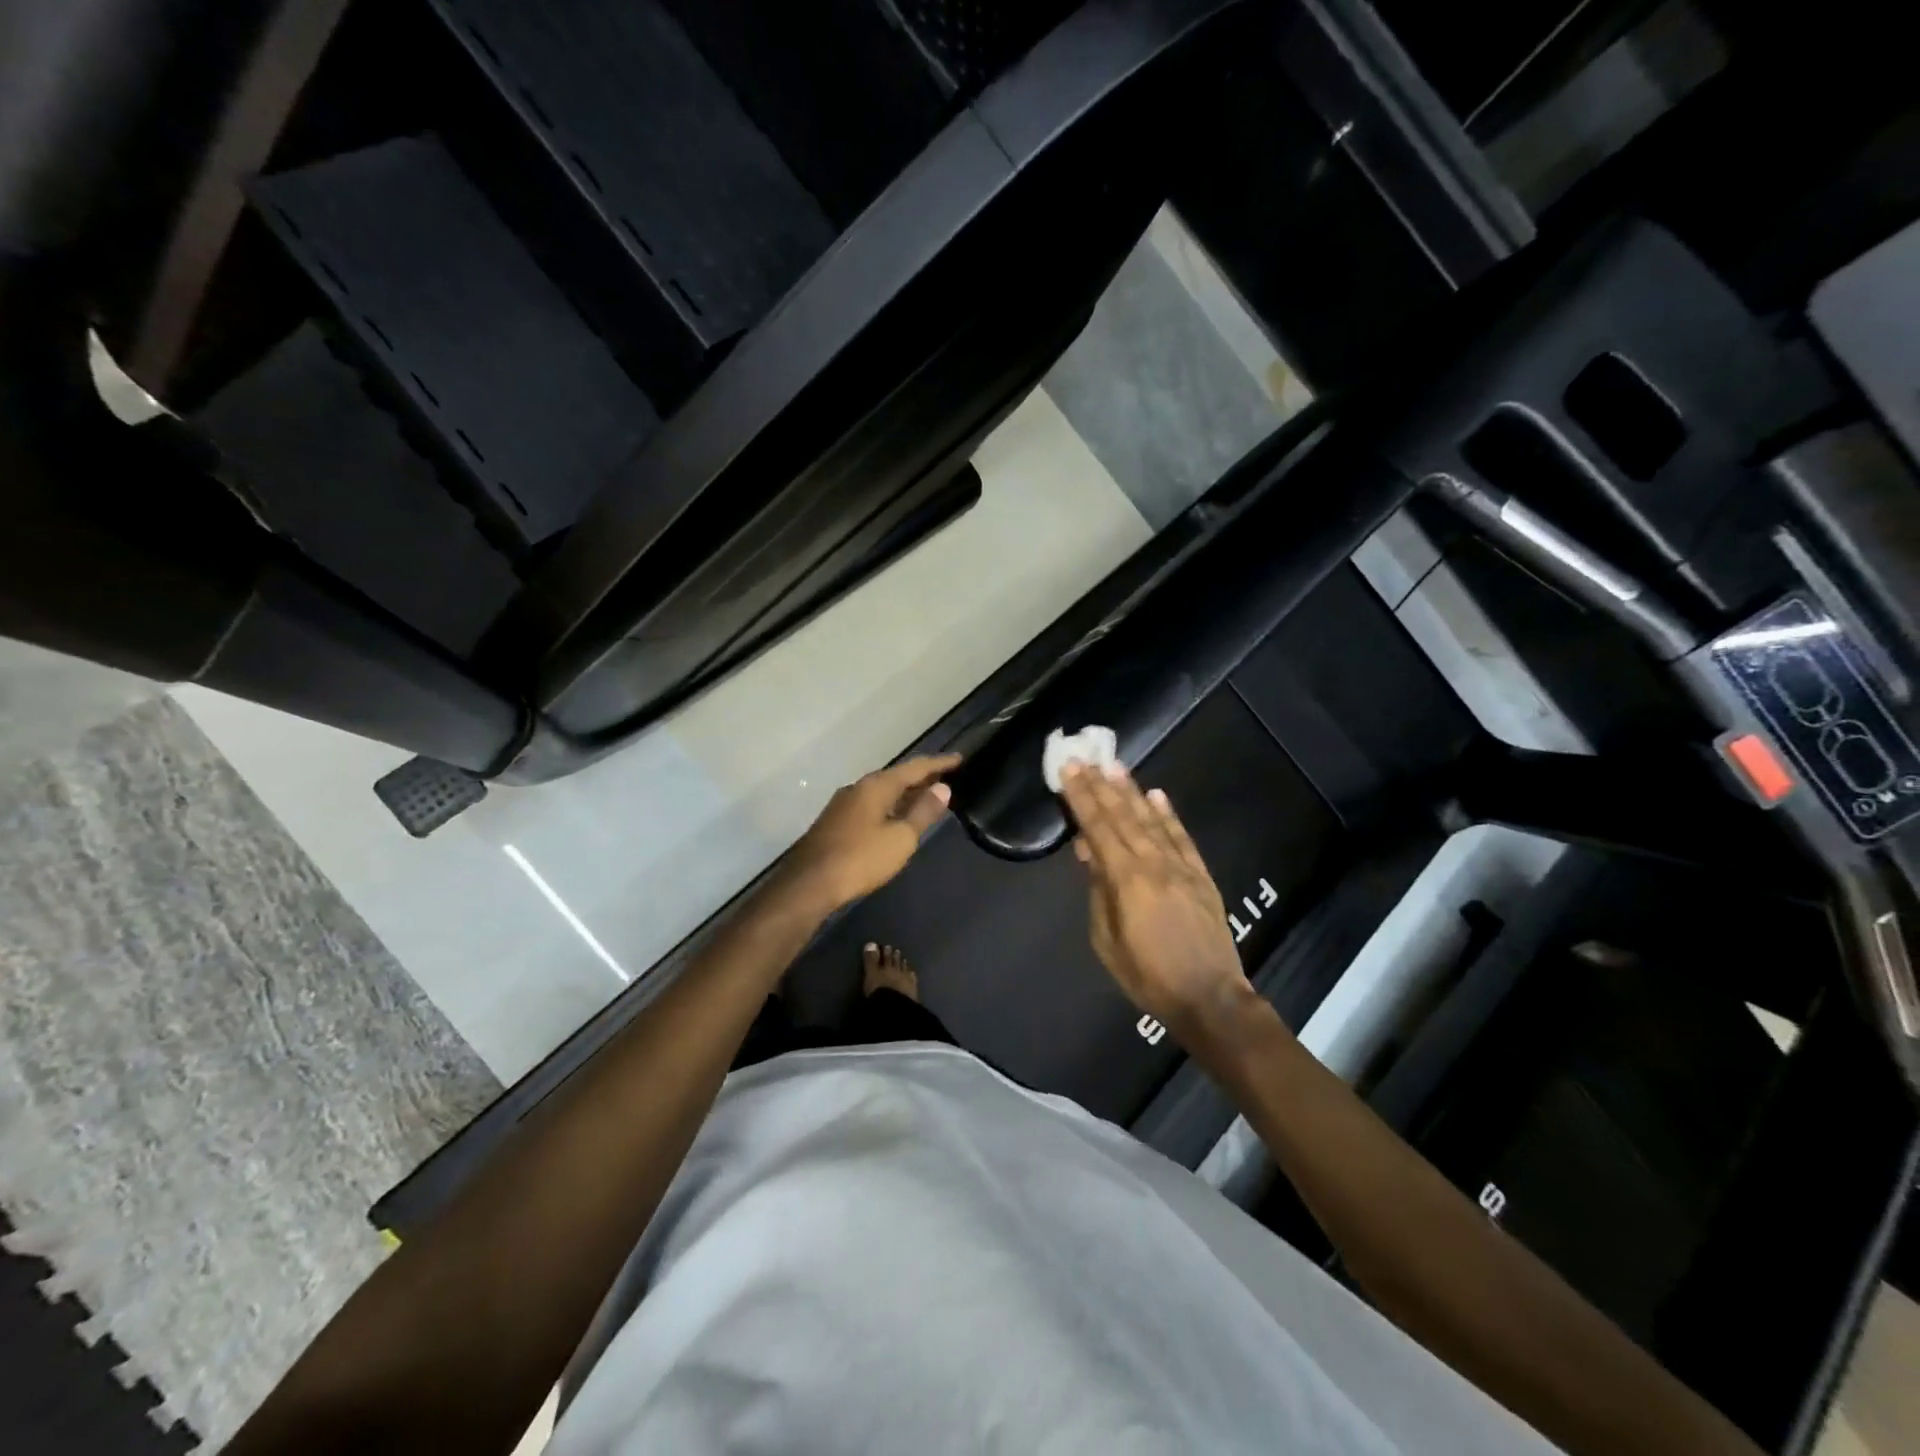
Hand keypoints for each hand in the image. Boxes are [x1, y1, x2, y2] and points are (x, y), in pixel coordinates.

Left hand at [777, 754, 961, 913]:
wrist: (809, 884)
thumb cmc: (861, 858)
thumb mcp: (901, 837)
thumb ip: (923, 811)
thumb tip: (943, 788)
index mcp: (876, 786)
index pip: (915, 767)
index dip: (939, 763)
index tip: (960, 759)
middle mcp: (858, 788)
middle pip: (896, 777)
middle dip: (922, 777)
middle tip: (947, 778)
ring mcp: (843, 805)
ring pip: (882, 792)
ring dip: (905, 793)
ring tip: (927, 797)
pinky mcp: (836, 822)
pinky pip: (871, 805)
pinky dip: (890, 806)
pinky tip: (897, 818)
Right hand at [1060, 762, 1256, 1040]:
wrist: (1210, 997)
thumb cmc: (1147, 975)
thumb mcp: (1106, 940)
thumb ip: (1098, 892)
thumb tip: (1090, 853)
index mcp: (1126, 879)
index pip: (1098, 827)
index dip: (1081, 797)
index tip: (1068, 769)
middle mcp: (1154, 863)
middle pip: (1123, 815)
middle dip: (1101, 785)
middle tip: (1085, 756)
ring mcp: (1181, 866)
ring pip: (1151, 820)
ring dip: (1131, 791)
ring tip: (1115, 765)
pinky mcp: (1201, 875)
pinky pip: (1182, 837)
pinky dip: (1168, 814)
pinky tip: (1156, 795)